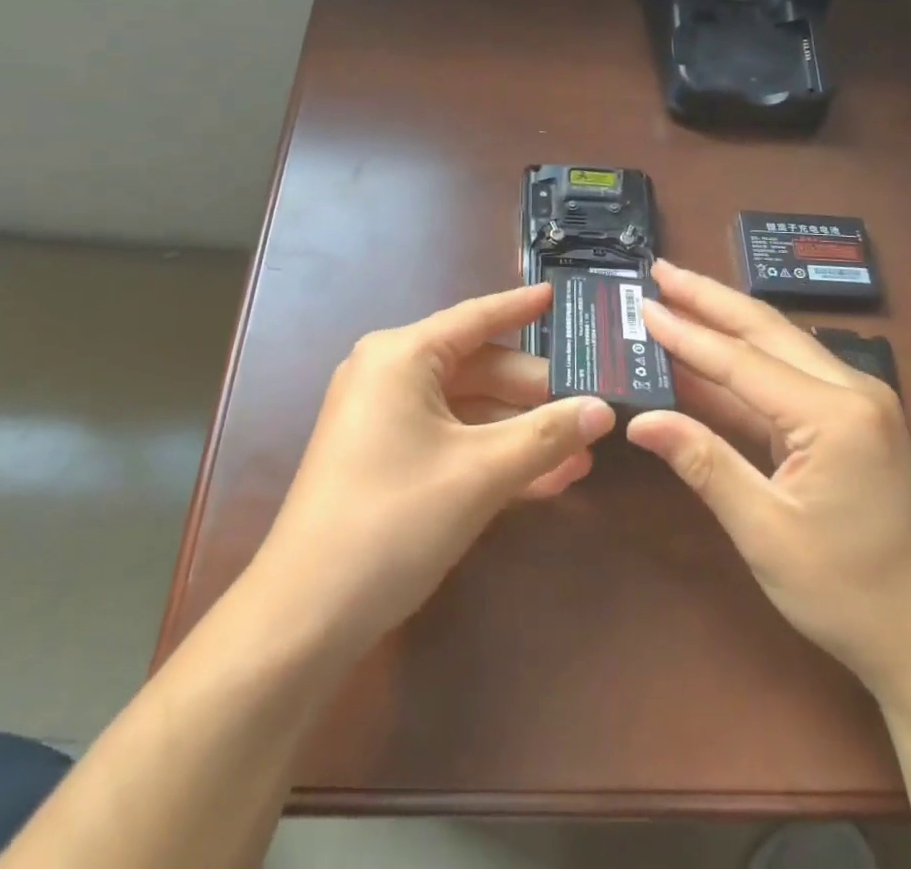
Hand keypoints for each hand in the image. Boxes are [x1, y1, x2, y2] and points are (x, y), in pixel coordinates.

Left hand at [245, 284, 615, 657]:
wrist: (305, 616)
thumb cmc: (394, 519)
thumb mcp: (480, 474)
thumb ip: (547, 435)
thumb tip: (605, 409)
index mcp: (402, 355)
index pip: (476, 317)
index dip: (521, 307)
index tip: (559, 294)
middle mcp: (390, 374)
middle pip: (479, 370)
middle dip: (536, 395)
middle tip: (592, 407)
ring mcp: (385, 419)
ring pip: (469, 411)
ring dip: (521, 434)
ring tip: (582, 454)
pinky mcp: (386, 459)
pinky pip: (450, 442)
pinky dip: (492, 457)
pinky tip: (546, 480)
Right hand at [626, 262, 910, 704]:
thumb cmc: (850, 594)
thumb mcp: (766, 532)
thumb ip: (704, 464)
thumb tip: (640, 421)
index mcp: (836, 415)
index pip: (742, 361)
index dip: (686, 333)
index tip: (643, 304)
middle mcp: (853, 391)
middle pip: (766, 330)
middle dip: (709, 298)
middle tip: (660, 270)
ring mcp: (859, 402)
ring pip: (780, 345)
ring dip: (727, 320)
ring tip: (679, 293)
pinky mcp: (854, 420)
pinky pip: (790, 375)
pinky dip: (745, 361)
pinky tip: (712, 352)